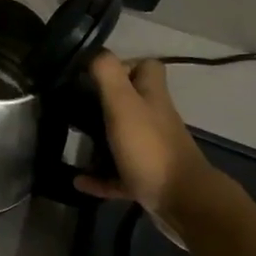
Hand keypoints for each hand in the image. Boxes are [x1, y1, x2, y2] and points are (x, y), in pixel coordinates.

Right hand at [75, 53, 228, 237]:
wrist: (183, 203)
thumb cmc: (150, 148)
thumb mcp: (123, 104)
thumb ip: (107, 74)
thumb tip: (94, 52)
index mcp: (152, 97)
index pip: (147, 67)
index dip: (124, 64)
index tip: (94, 74)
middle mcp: (155, 119)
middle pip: (132, 102)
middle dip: (103, 103)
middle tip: (74, 106)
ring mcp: (152, 151)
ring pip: (123, 138)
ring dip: (99, 140)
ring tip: (72, 140)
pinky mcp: (147, 179)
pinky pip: (118, 174)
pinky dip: (99, 177)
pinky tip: (78, 180)